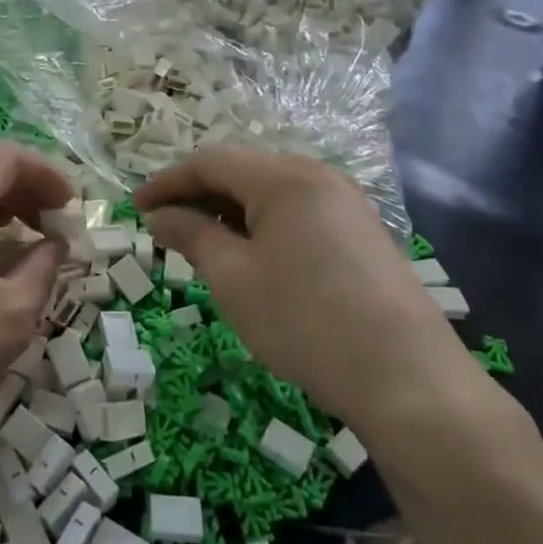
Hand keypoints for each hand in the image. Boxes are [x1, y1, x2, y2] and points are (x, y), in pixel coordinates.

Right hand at [134, 149, 474, 421]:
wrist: (408, 380)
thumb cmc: (305, 322)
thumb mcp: (233, 278)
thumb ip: (191, 235)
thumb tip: (158, 215)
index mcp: (285, 177)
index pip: (210, 163)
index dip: (166, 182)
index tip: (134, 209)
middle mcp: (318, 176)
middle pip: (242, 172)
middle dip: (197, 196)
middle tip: (164, 228)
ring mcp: (346, 204)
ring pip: (270, 194)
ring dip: (229, 212)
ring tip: (201, 245)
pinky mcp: (362, 233)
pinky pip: (298, 214)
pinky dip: (262, 226)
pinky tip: (251, 258)